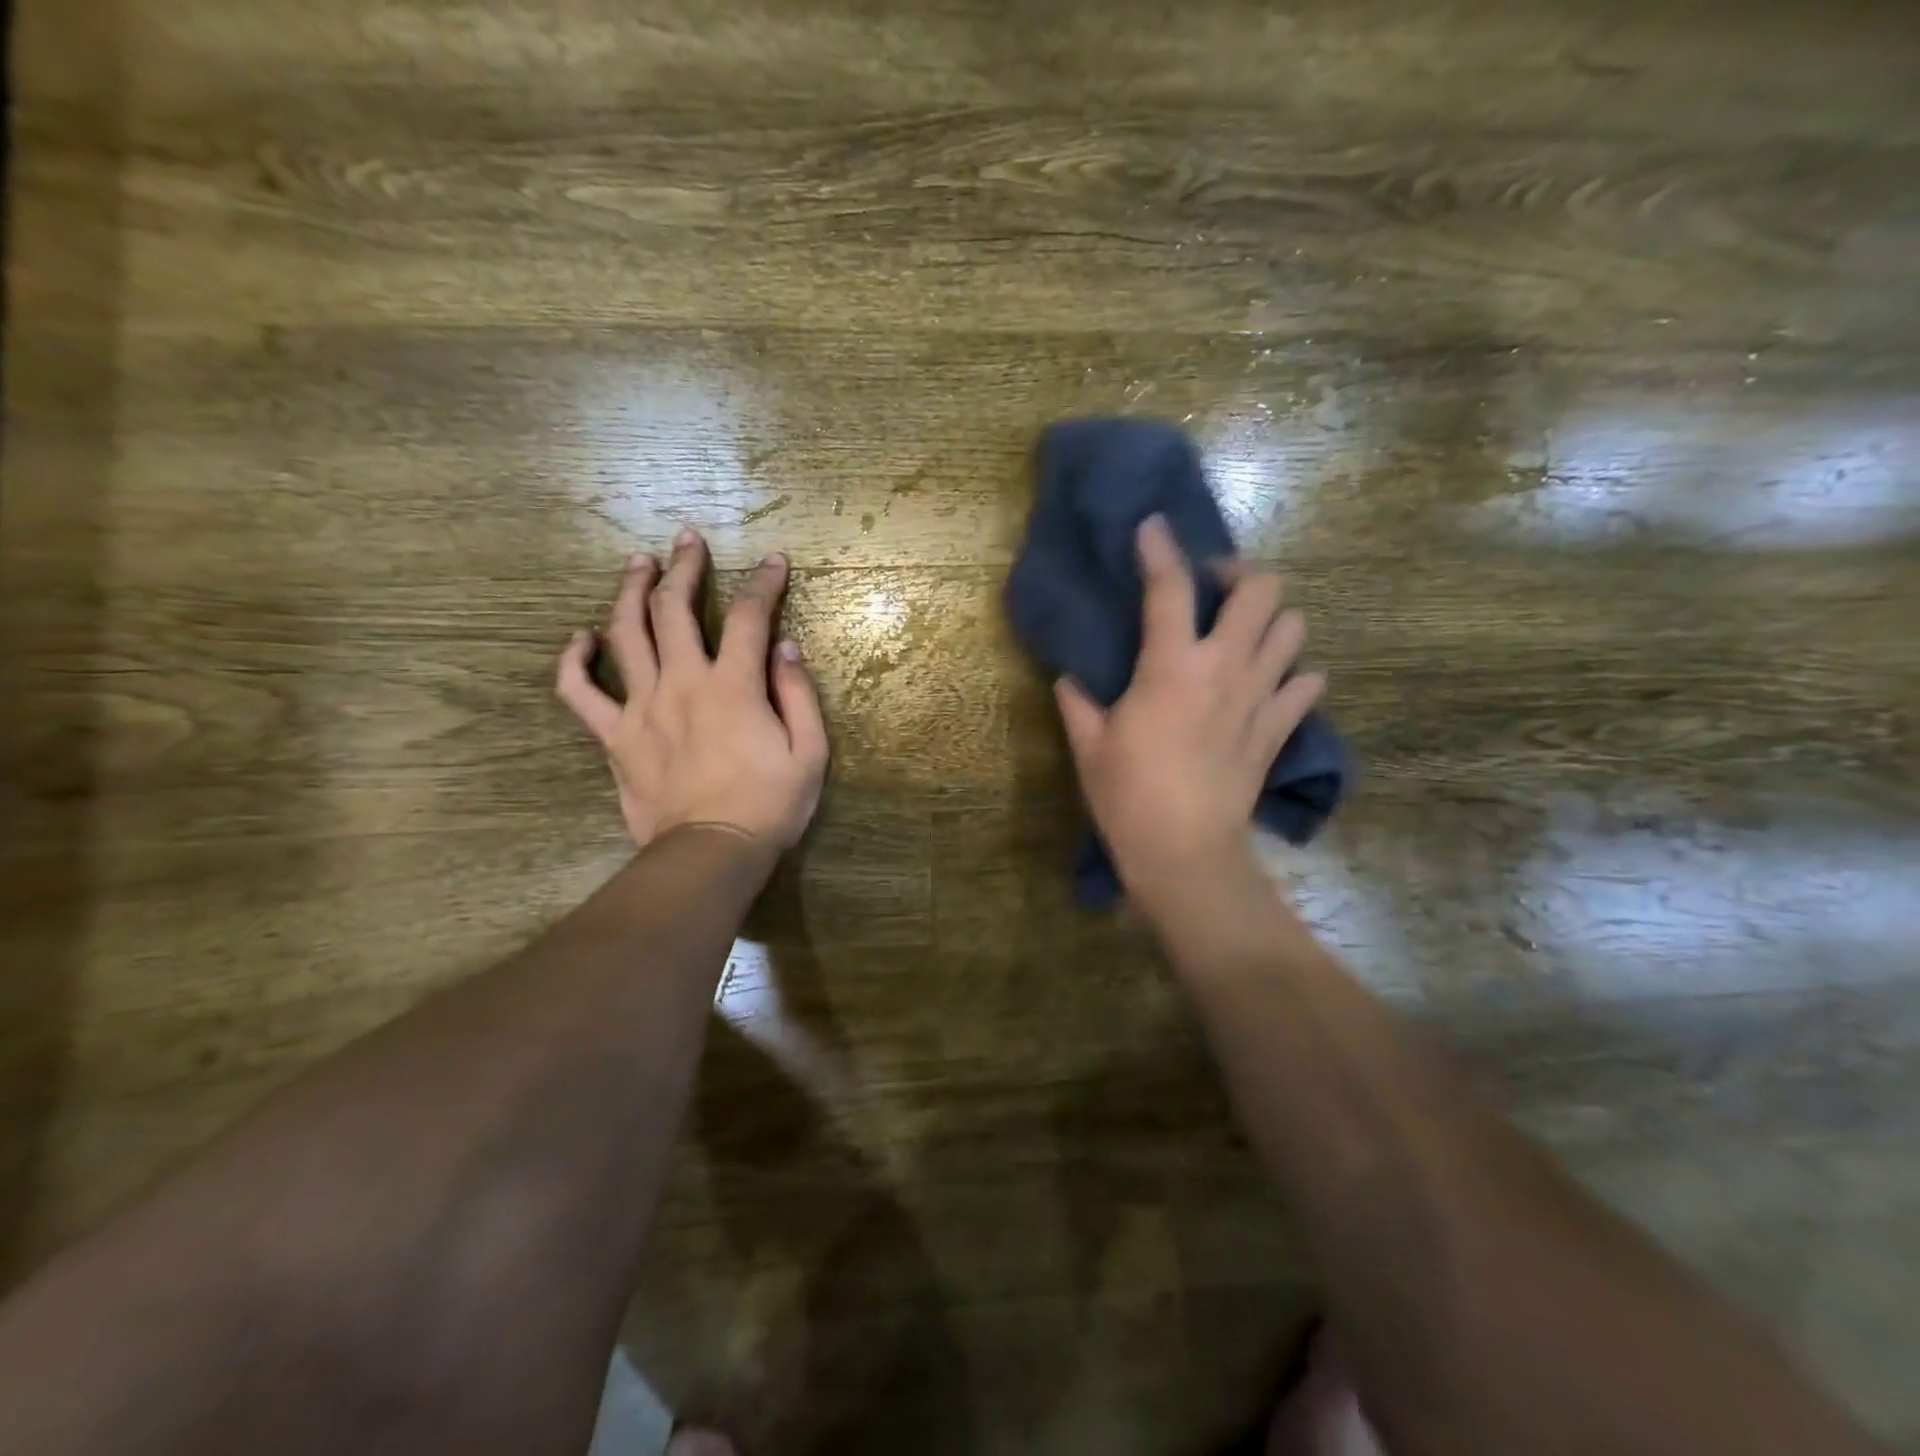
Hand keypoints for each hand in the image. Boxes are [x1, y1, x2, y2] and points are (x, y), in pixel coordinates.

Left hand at [555, 529, 828, 851]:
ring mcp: (641, 707)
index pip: (749, 617)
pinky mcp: (614, 736)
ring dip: (630, 591)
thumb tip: (785, 647)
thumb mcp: (810, 752)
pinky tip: (580, 637)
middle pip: (675, 608)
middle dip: (684, 567)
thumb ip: (797, 694)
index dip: (763, 583)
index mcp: (734, 686)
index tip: (773, 561)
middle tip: (687, 539)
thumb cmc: (770, 805)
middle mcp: (683, 683)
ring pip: (625, 634)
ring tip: (638, 564)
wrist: (711, 854)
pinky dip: (574, 661)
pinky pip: (580, 692)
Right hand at [1055, 515, 1324, 906]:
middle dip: (1240, 575)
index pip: (1169, 587)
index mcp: (1171, 665)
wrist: (1185, 853)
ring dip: (1272, 621)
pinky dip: (1294, 676)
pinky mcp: (1279, 729)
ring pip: (1294, 629)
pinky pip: (1307, 685)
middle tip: (1214, 590)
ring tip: (1244, 634)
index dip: (1160, 549)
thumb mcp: (1089, 745)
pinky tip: (1270, 685)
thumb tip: (1070, 679)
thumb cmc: (1128, 796)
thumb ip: (1077, 702)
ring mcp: (1260, 697)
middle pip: (1262, 590)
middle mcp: (1225, 667)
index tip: (1153, 527)